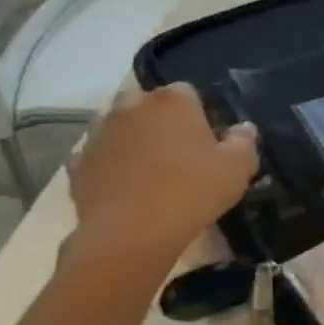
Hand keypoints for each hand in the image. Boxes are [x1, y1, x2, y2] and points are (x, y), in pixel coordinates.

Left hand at [64, 84, 258, 278]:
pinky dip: (111, 163)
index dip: (200, 112)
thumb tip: (243, 128)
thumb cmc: (193, 191)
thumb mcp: (238, 168)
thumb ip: (244, 142)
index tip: (209, 138)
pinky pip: (100, 155)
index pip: (188, 91)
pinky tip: (127, 186)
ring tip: (152, 167)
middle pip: (146, 102)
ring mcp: (99, 134)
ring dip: (133, 137)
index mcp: (172, 102)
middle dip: (160, 118)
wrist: (131, 233)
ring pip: (118, 124)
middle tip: (180, 149)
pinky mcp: (79, 163)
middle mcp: (130, 107)